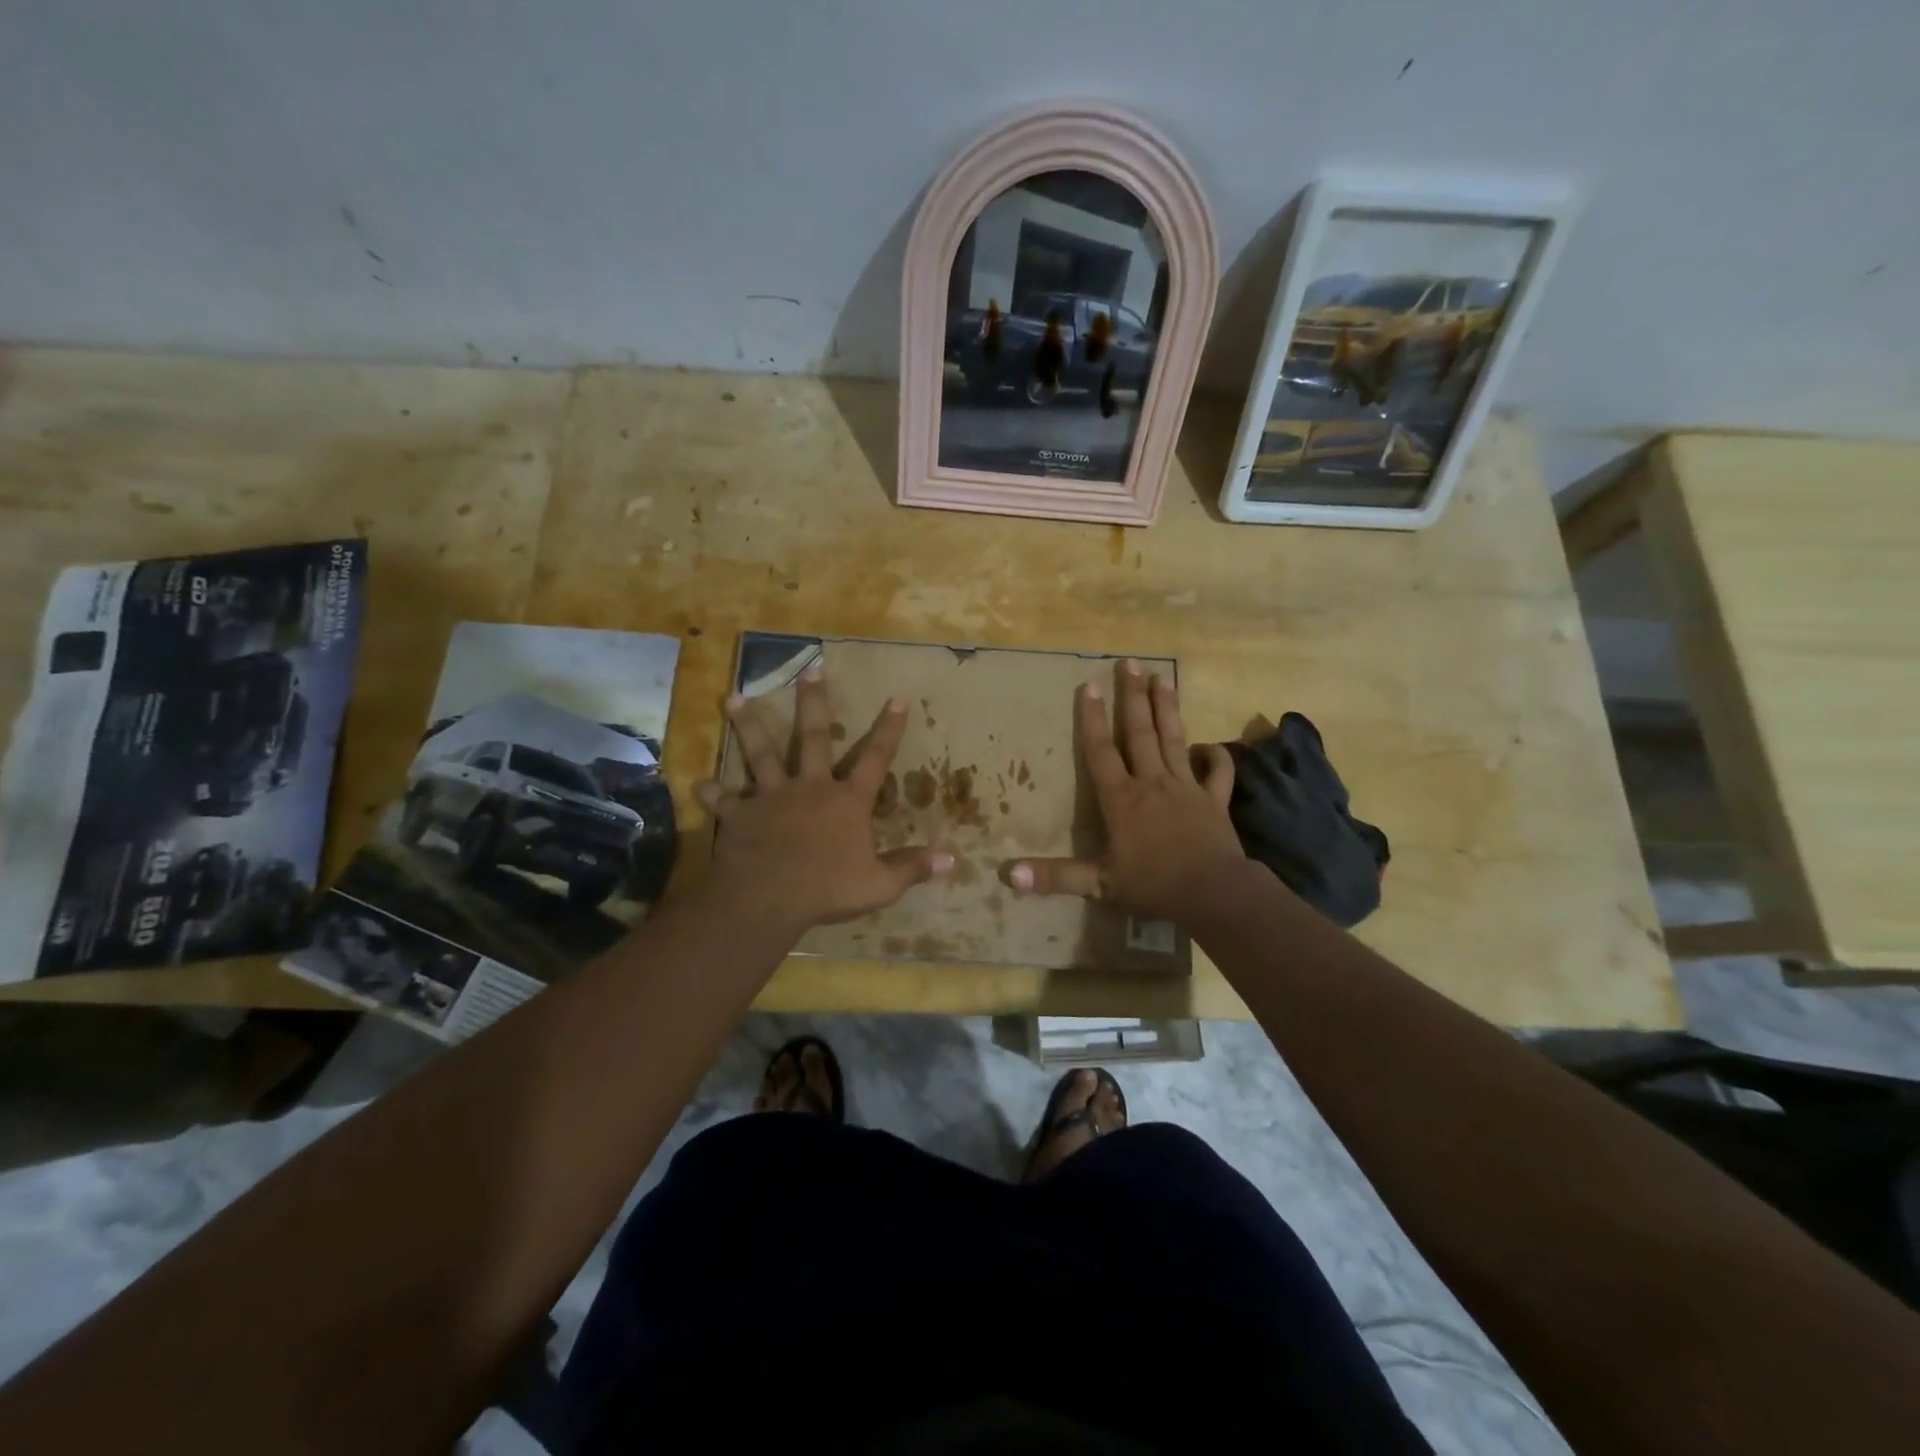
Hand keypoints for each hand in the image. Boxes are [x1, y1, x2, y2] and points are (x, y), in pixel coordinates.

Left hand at [695, 665, 953, 928]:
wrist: (769, 897)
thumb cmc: (828, 889)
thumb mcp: (879, 884)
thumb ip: (912, 867)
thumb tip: (951, 859)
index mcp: (846, 801)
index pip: (875, 759)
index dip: (888, 729)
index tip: (897, 698)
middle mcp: (810, 787)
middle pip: (813, 737)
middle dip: (813, 702)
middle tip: (810, 669)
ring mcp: (771, 797)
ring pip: (760, 753)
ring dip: (748, 726)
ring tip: (733, 698)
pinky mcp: (740, 814)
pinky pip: (723, 799)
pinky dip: (712, 792)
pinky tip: (698, 783)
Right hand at [1004, 660, 1245, 920]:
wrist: (1213, 893)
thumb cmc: (1153, 885)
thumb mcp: (1098, 884)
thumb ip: (1054, 877)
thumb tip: (1006, 874)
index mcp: (1122, 799)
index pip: (1101, 751)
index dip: (1092, 719)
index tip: (1089, 685)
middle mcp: (1152, 783)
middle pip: (1140, 733)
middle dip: (1133, 697)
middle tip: (1130, 663)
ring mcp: (1186, 788)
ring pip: (1175, 740)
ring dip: (1168, 709)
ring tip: (1163, 679)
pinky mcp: (1214, 801)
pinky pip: (1217, 772)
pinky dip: (1215, 757)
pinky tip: (1210, 745)